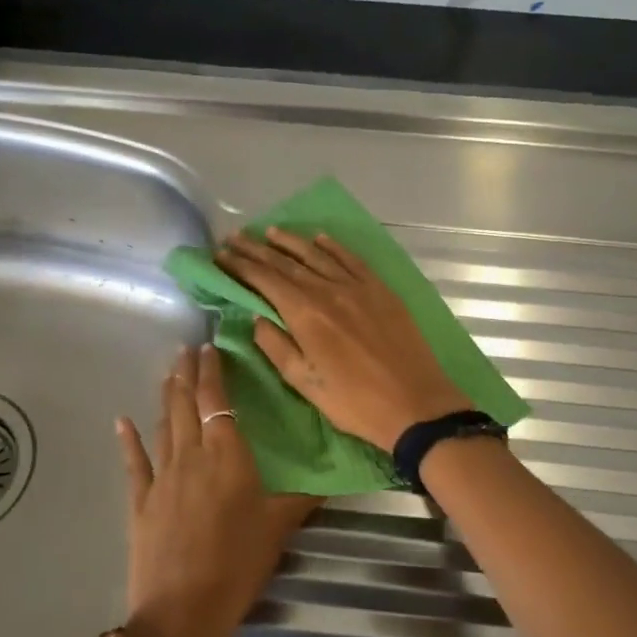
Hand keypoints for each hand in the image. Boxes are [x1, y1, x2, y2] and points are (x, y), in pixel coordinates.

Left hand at [117, 344, 319, 636]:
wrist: (183, 610)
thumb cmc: (239, 564)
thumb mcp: (279, 528)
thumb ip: (302, 499)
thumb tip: (332, 482)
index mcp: (227, 455)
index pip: (216, 400)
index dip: (212, 372)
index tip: (209, 347)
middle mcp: (191, 455)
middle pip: (185, 403)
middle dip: (185, 373)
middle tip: (184, 348)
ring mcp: (161, 476)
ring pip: (163, 425)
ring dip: (165, 397)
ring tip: (168, 374)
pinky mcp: (140, 501)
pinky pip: (134, 462)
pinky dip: (128, 439)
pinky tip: (121, 421)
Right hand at [217, 228, 471, 451]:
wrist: (416, 404)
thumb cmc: (354, 402)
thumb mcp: (305, 383)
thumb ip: (276, 346)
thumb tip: (257, 318)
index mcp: (306, 314)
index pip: (265, 280)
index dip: (240, 265)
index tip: (220, 254)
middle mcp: (328, 290)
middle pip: (286, 263)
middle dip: (258, 249)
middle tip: (235, 237)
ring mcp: (358, 286)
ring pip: (318, 255)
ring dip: (291, 241)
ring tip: (270, 231)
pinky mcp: (381, 290)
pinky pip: (351, 259)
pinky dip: (333, 246)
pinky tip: (319, 238)